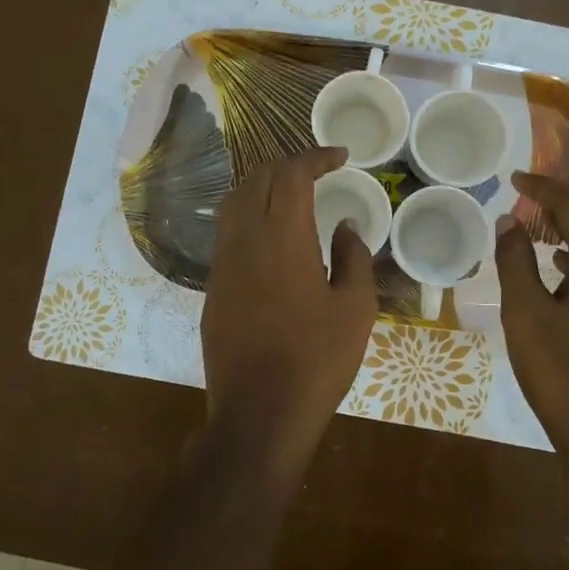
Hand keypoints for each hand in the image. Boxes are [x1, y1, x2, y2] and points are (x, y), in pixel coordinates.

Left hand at [201, 146, 377, 464]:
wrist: (258, 413)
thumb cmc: (317, 360)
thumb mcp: (355, 309)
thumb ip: (354, 257)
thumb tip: (346, 226)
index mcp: (283, 236)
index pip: (292, 173)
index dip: (316, 156)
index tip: (340, 156)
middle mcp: (245, 238)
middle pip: (259, 178)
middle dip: (289, 164)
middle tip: (319, 171)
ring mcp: (222, 262)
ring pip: (235, 200)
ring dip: (263, 185)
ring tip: (292, 193)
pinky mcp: (212, 286)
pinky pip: (227, 230)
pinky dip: (249, 212)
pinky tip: (270, 232)